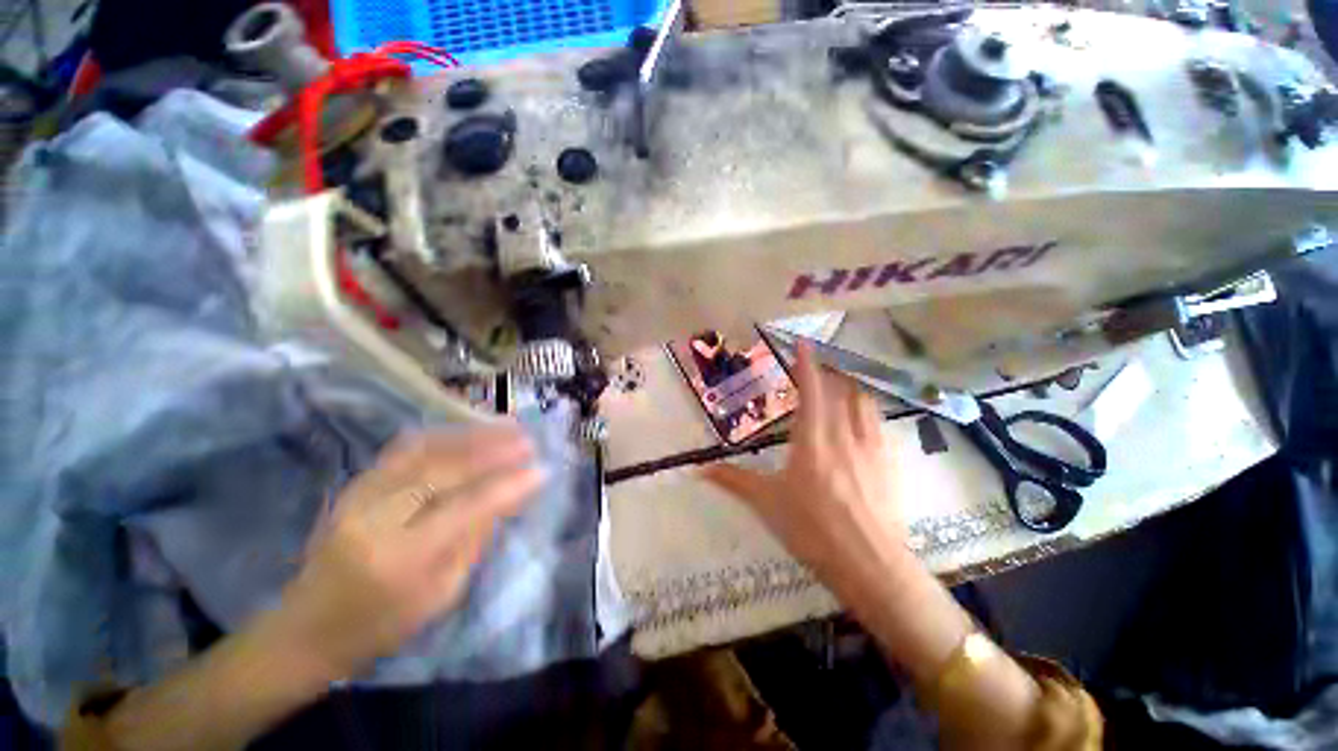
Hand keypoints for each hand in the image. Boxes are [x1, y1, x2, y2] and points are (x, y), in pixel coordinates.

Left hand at [274, 424, 543, 679]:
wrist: (305, 628)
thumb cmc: (381, 625)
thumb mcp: (441, 593)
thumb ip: (475, 538)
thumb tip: (508, 494)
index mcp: (399, 559)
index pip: (465, 508)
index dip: (507, 486)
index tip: (541, 470)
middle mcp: (374, 519)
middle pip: (442, 469)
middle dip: (492, 450)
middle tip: (527, 440)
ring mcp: (359, 496)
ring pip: (424, 450)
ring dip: (471, 434)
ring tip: (507, 426)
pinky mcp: (355, 484)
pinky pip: (405, 449)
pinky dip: (444, 435)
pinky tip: (469, 430)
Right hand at [703, 343, 909, 597]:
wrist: (869, 563)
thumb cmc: (812, 528)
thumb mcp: (766, 502)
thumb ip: (733, 480)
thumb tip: (698, 471)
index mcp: (813, 437)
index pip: (812, 389)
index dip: (807, 363)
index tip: (803, 344)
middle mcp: (845, 433)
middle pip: (841, 389)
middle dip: (828, 373)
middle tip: (816, 369)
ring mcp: (872, 446)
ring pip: (864, 402)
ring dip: (850, 388)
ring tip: (839, 386)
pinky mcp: (889, 463)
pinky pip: (879, 423)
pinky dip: (867, 411)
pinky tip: (862, 421)